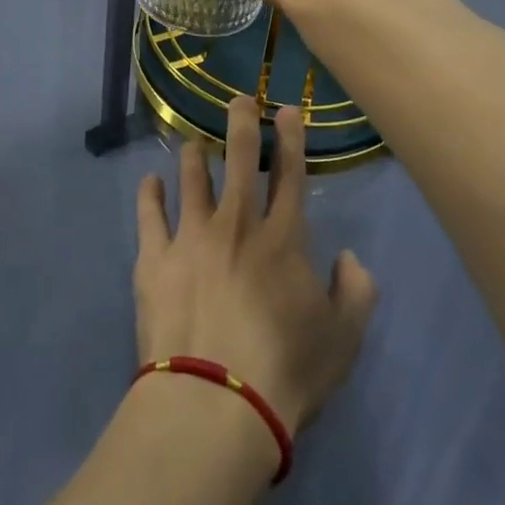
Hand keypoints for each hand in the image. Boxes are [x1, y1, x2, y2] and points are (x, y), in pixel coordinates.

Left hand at [134, 97, 378, 433]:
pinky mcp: (154, 258)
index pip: (290, 175)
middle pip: (238, 159)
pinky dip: (149, 193)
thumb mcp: (344, 340)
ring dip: (193, 155)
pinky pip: (148, 213)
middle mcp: (236, 224)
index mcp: (283, 238)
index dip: (290, 138)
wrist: (213, 406)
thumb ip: (356, 292)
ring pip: (191, 178)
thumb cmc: (285, 373)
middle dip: (240, 123)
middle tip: (237, 99)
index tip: (285, 109)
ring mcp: (190, 237)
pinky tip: (149, 182)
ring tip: (192, 143)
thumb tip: (349, 258)